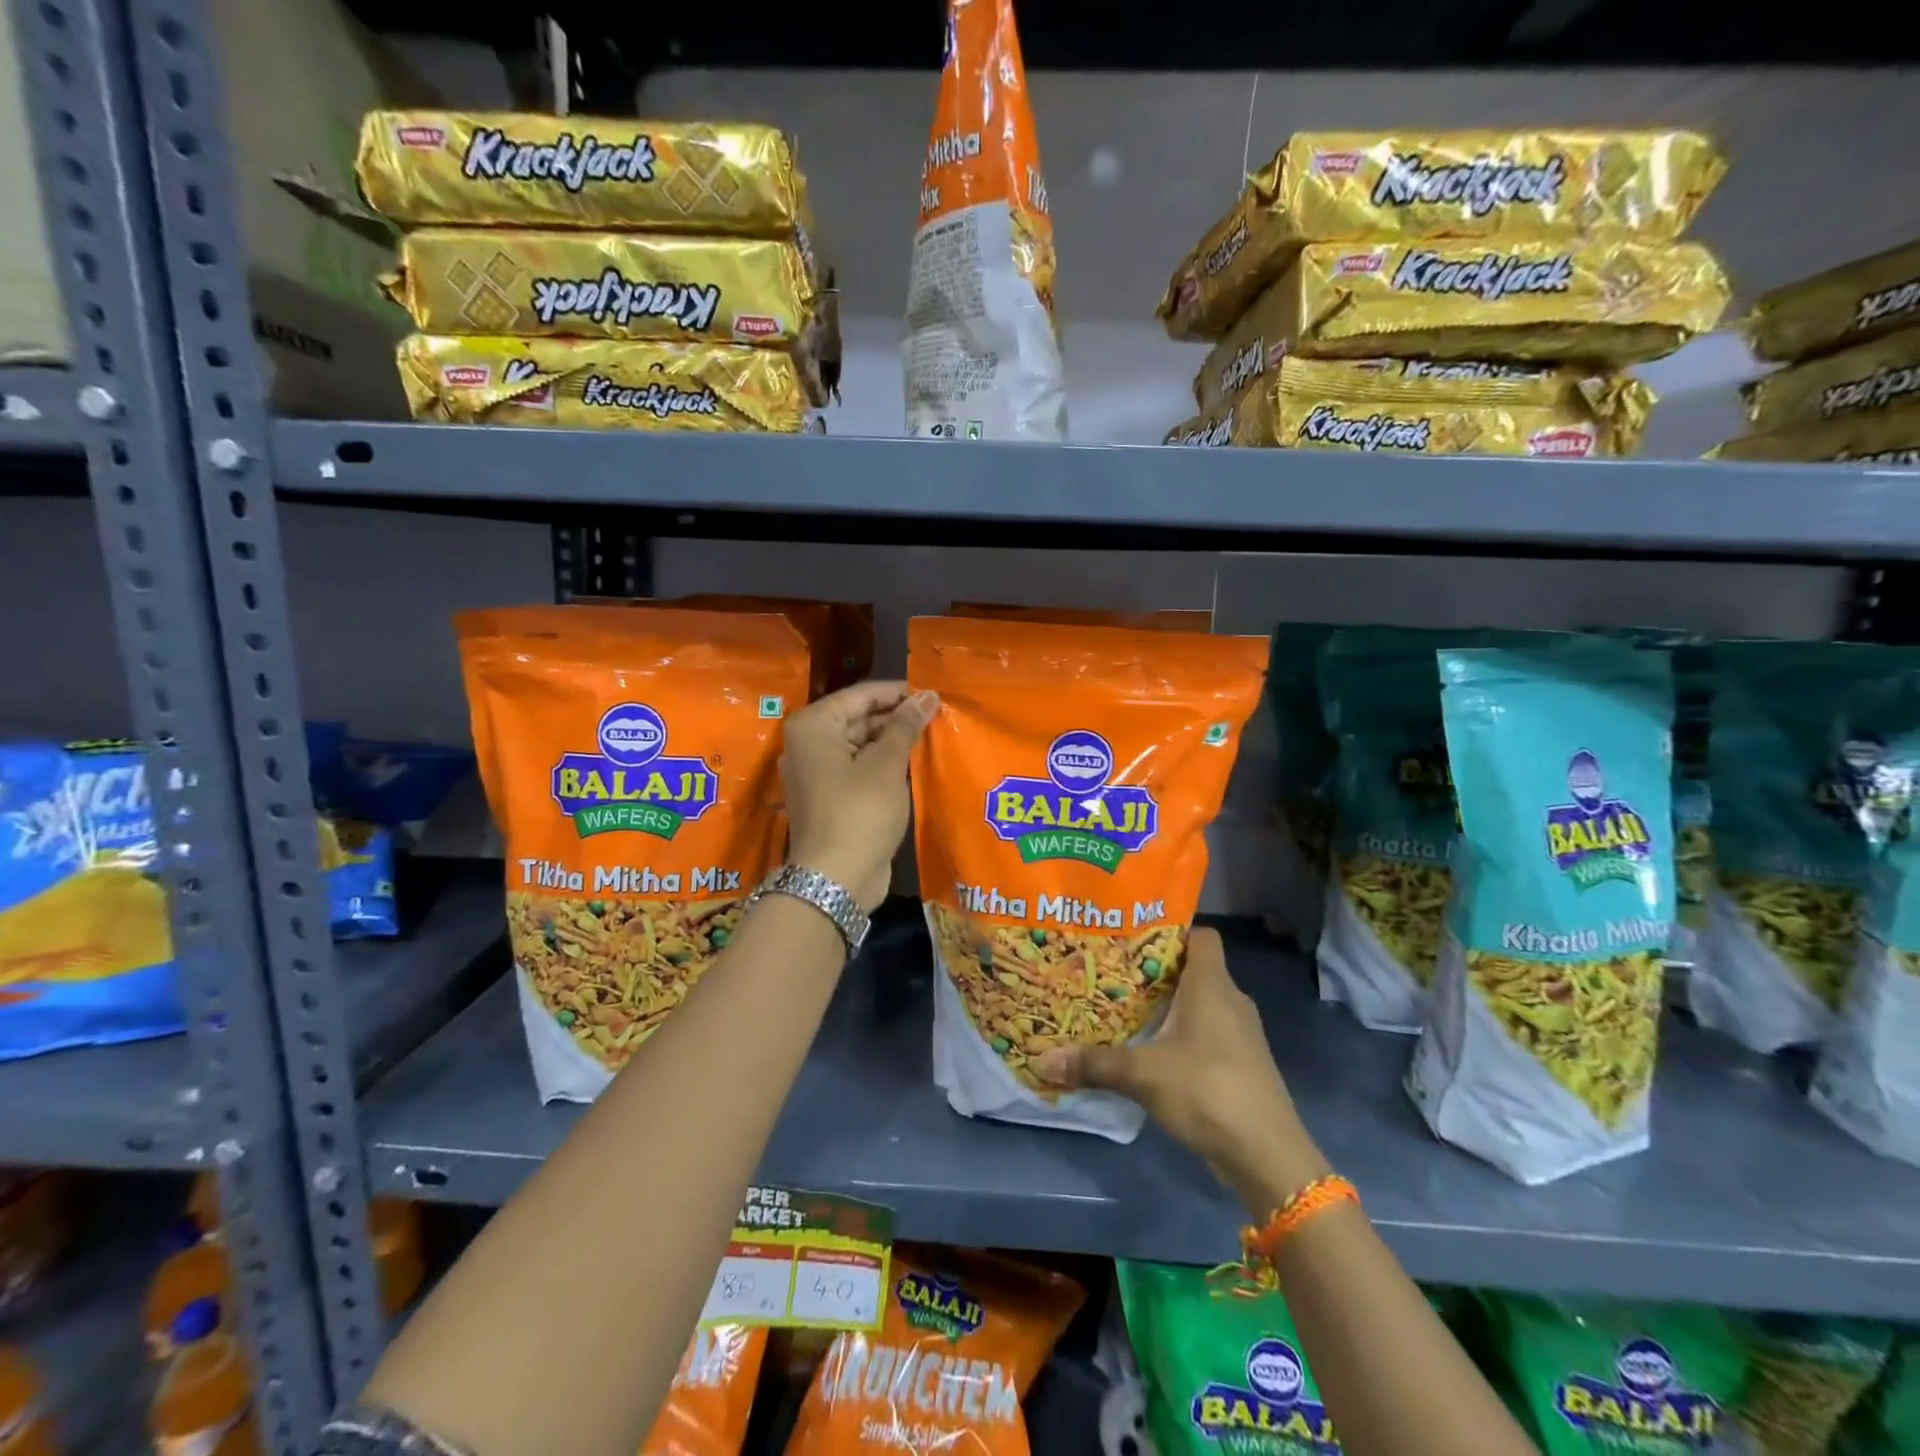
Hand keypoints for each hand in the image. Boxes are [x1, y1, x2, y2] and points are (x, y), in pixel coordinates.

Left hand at [781, 682, 939, 910]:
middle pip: (859, 718)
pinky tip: (915, 764)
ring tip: (933, 736)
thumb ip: (905, 726)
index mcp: (814, 726)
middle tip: (938, 716)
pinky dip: (883, 764)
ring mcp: (817, 772)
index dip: (898, 693)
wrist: (835, 880)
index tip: (933, 694)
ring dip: (893, 741)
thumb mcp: (886, 765)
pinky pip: (859, 768)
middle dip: (897, 717)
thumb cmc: (859, 813)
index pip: (861, 695)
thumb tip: (927, 695)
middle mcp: (809, 744)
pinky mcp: (830, 797)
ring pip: (860, 744)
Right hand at [1034, 928, 1329, 1213]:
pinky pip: (1208, 1032)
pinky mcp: (1241, 1064)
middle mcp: (1231, 1001)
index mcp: (1212, 986)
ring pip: (1201, 1003)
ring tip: (1127, 1007)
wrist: (1268, 1156)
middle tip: (1115, 971)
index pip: (1201, 936)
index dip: (1172, 929)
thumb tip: (1043, 1060)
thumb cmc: (1208, 1091)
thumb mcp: (1144, 1075)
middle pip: (1195, 968)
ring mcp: (1241, 1034)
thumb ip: (1095, 1064)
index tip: (1133, 936)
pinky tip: (1153, 1049)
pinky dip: (1183, 1033)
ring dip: (1169, 1004)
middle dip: (1157, 969)